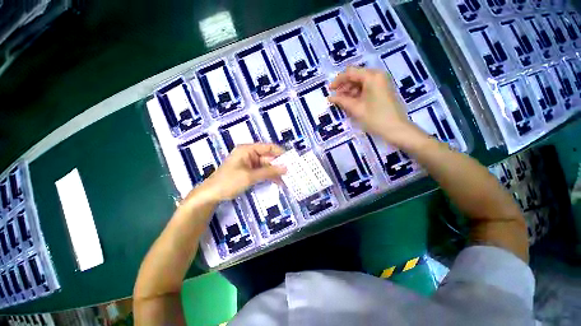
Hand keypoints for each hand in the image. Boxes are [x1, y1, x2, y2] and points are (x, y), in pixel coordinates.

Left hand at [198, 143, 285, 201]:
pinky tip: (278, 182)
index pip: (268, 147)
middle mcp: (250, 154)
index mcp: (248, 149)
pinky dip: (269, 176)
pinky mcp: (249, 171)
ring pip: (267, 166)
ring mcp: (250, 163)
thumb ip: (269, 171)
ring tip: (287, 179)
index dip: (280, 152)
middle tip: (291, 172)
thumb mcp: (250, 176)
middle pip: (268, 157)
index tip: (291, 160)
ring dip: (275, 172)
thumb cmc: (229, 182)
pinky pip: (262, 172)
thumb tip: (285, 168)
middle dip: (279, 165)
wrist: (211, 194)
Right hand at [328, 67, 423, 145]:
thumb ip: (342, 101)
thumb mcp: (356, 109)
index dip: (338, 80)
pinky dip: (357, 94)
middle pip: (356, 76)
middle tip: (335, 98)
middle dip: (344, 86)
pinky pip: (366, 88)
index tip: (329, 90)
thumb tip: (330, 97)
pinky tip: (351, 102)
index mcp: (372, 76)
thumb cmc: (375, 118)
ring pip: (360, 82)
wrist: (396, 129)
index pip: (350, 72)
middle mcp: (377, 75)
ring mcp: (381, 82)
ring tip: (342, 102)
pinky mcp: (382, 90)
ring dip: (349, 91)